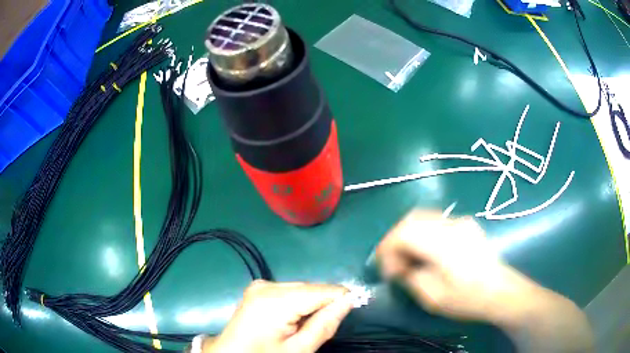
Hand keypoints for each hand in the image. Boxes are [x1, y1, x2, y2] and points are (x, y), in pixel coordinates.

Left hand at [207, 280, 352, 352]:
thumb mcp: (298, 349)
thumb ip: (325, 324)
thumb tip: (349, 300)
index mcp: (275, 299)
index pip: (322, 290)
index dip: (342, 299)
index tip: (354, 310)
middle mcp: (267, 285)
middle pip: (311, 288)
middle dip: (324, 304)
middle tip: (323, 327)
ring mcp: (260, 285)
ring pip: (302, 289)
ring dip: (312, 304)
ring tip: (306, 326)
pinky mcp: (258, 289)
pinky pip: (289, 291)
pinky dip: (299, 303)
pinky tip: (294, 319)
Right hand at [375, 209, 532, 322]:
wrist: (501, 292)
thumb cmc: (468, 299)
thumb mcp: (433, 298)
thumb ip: (411, 278)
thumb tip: (400, 268)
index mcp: (443, 244)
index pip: (404, 233)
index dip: (388, 249)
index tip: (387, 271)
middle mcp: (451, 226)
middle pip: (412, 219)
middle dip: (396, 240)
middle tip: (394, 263)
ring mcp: (460, 222)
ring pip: (424, 218)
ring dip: (409, 236)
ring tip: (409, 259)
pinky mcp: (466, 225)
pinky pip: (436, 222)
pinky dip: (423, 234)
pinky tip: (426, 253)